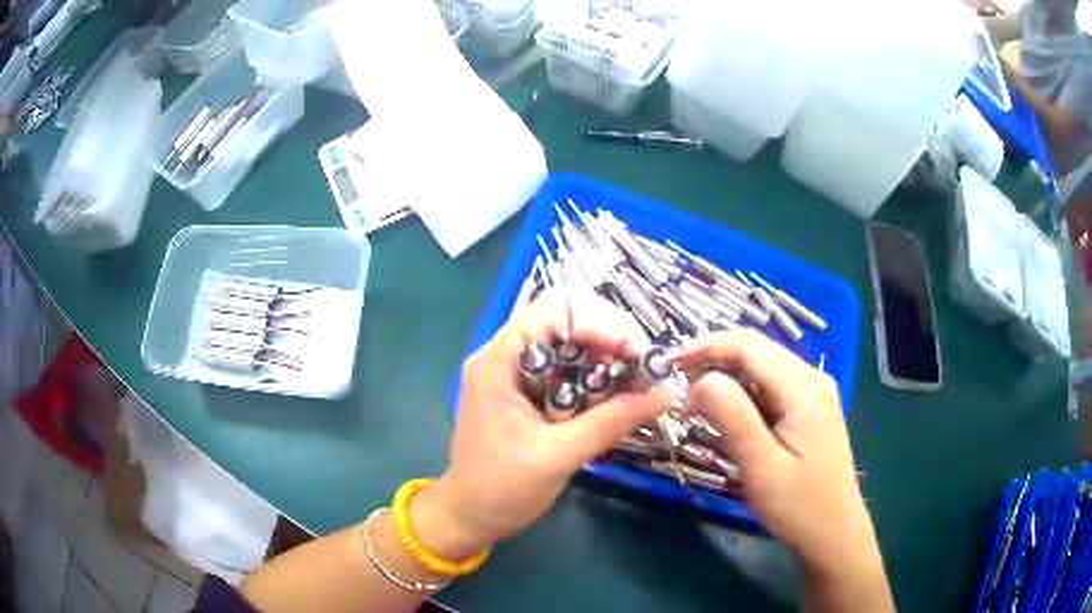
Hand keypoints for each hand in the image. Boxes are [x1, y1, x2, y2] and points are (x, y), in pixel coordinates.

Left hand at [413, 289, 670, 558]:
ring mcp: (513, 372)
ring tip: (635, 381)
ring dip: (605, 356)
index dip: (601, 323)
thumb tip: (664, 395)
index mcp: (499, 361)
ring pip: (569, 341)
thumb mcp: (560, 456)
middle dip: (609, 336)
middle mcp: (504, 354)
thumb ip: (611, 421)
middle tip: (642, 366)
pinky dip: (594, 376)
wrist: (468, 517)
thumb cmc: (502, 489)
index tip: (637, 354)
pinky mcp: (524, 391)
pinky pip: (566, 368)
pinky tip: (614, 396)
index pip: (555, 309)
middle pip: (564, 317)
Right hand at [673, 330, 877, 574]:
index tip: (668, 365)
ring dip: (727, 375)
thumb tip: (701, 380)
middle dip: (713, 358)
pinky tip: (727, 412)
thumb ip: (734, 418)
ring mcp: (815, 392)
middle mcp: (813, 379)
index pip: (749, 347)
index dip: (706, 347)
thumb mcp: (761, 468)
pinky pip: (771, 385)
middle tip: (676, 384)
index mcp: (804, 388)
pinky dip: (743, 391)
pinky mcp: (811, 408)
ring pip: (763, 366)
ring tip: (695, 401)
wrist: (834, 532)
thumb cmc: (798, 506)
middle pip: (757, 350)